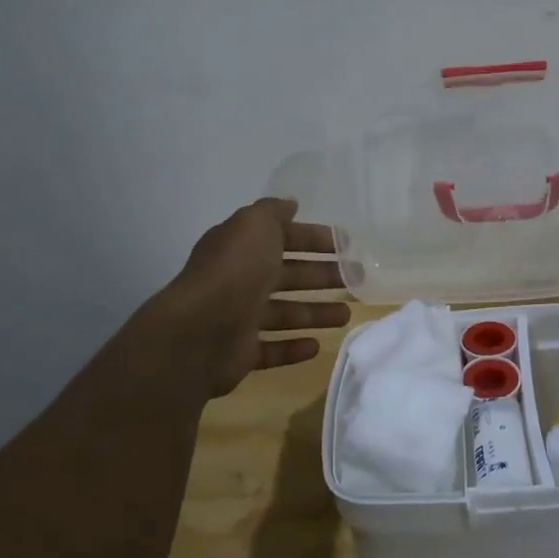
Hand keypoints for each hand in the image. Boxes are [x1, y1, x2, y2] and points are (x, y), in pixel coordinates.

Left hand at [129, 197, 350, 399]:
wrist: (200, 330)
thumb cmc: (235, 271)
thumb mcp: (255, 225)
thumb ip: (273, 212)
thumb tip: (290, 204)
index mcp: (243, 248)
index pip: (284, 239)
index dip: (315, 239)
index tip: (347, 245)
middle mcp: (240, 280)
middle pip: (289, 276)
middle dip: (322, 276)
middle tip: (358, 281)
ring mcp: (239, 318)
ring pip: (285, 313)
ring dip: (315, 312)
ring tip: (346, 315)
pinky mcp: (241, 353)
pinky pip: (272, 349)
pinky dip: (293, 347)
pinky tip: (317, 346)